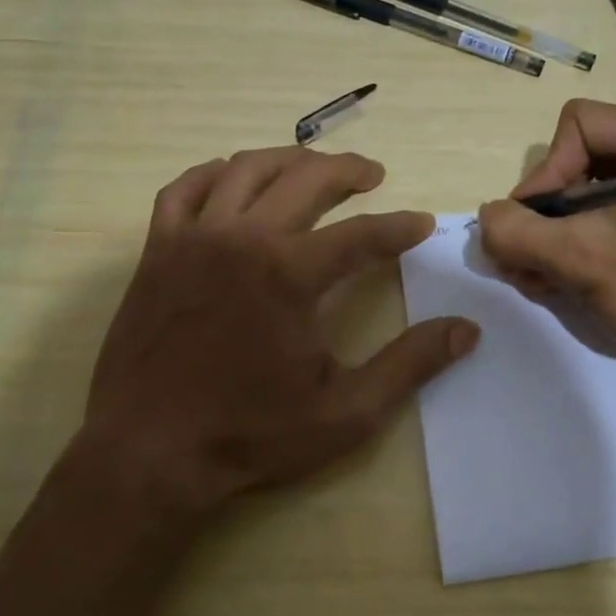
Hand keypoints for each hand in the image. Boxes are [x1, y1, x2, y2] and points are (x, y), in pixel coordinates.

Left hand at [77, 147, 477, 517]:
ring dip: (289, 161)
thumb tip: (467, 329)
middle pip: (306, 180)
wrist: (148, 454)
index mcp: (289, 275)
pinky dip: (214, 174)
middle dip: (348, 171)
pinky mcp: (157, 250)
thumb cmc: (250, 434)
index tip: (422, 224)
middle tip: (373, 175)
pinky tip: (232, 177)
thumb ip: (410, 365)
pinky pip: (185, 189)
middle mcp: (242, 239)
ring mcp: (193, 238)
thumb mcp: (346, 412)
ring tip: (314, 167)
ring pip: (246, 169)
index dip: (400, 227)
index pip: (362, 234)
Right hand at [477, 99, 615, 378]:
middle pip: (580, 161)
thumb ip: (519, 232)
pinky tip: (555, 282)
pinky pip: (609, 219)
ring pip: (589, 195)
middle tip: (520, 258)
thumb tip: (485, 217)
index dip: (546, 172)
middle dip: (544, 213)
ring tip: (532, 277)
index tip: (533, 224)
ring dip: (554, 236)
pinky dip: (579, 246)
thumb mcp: (582, 258)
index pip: (578, 125)